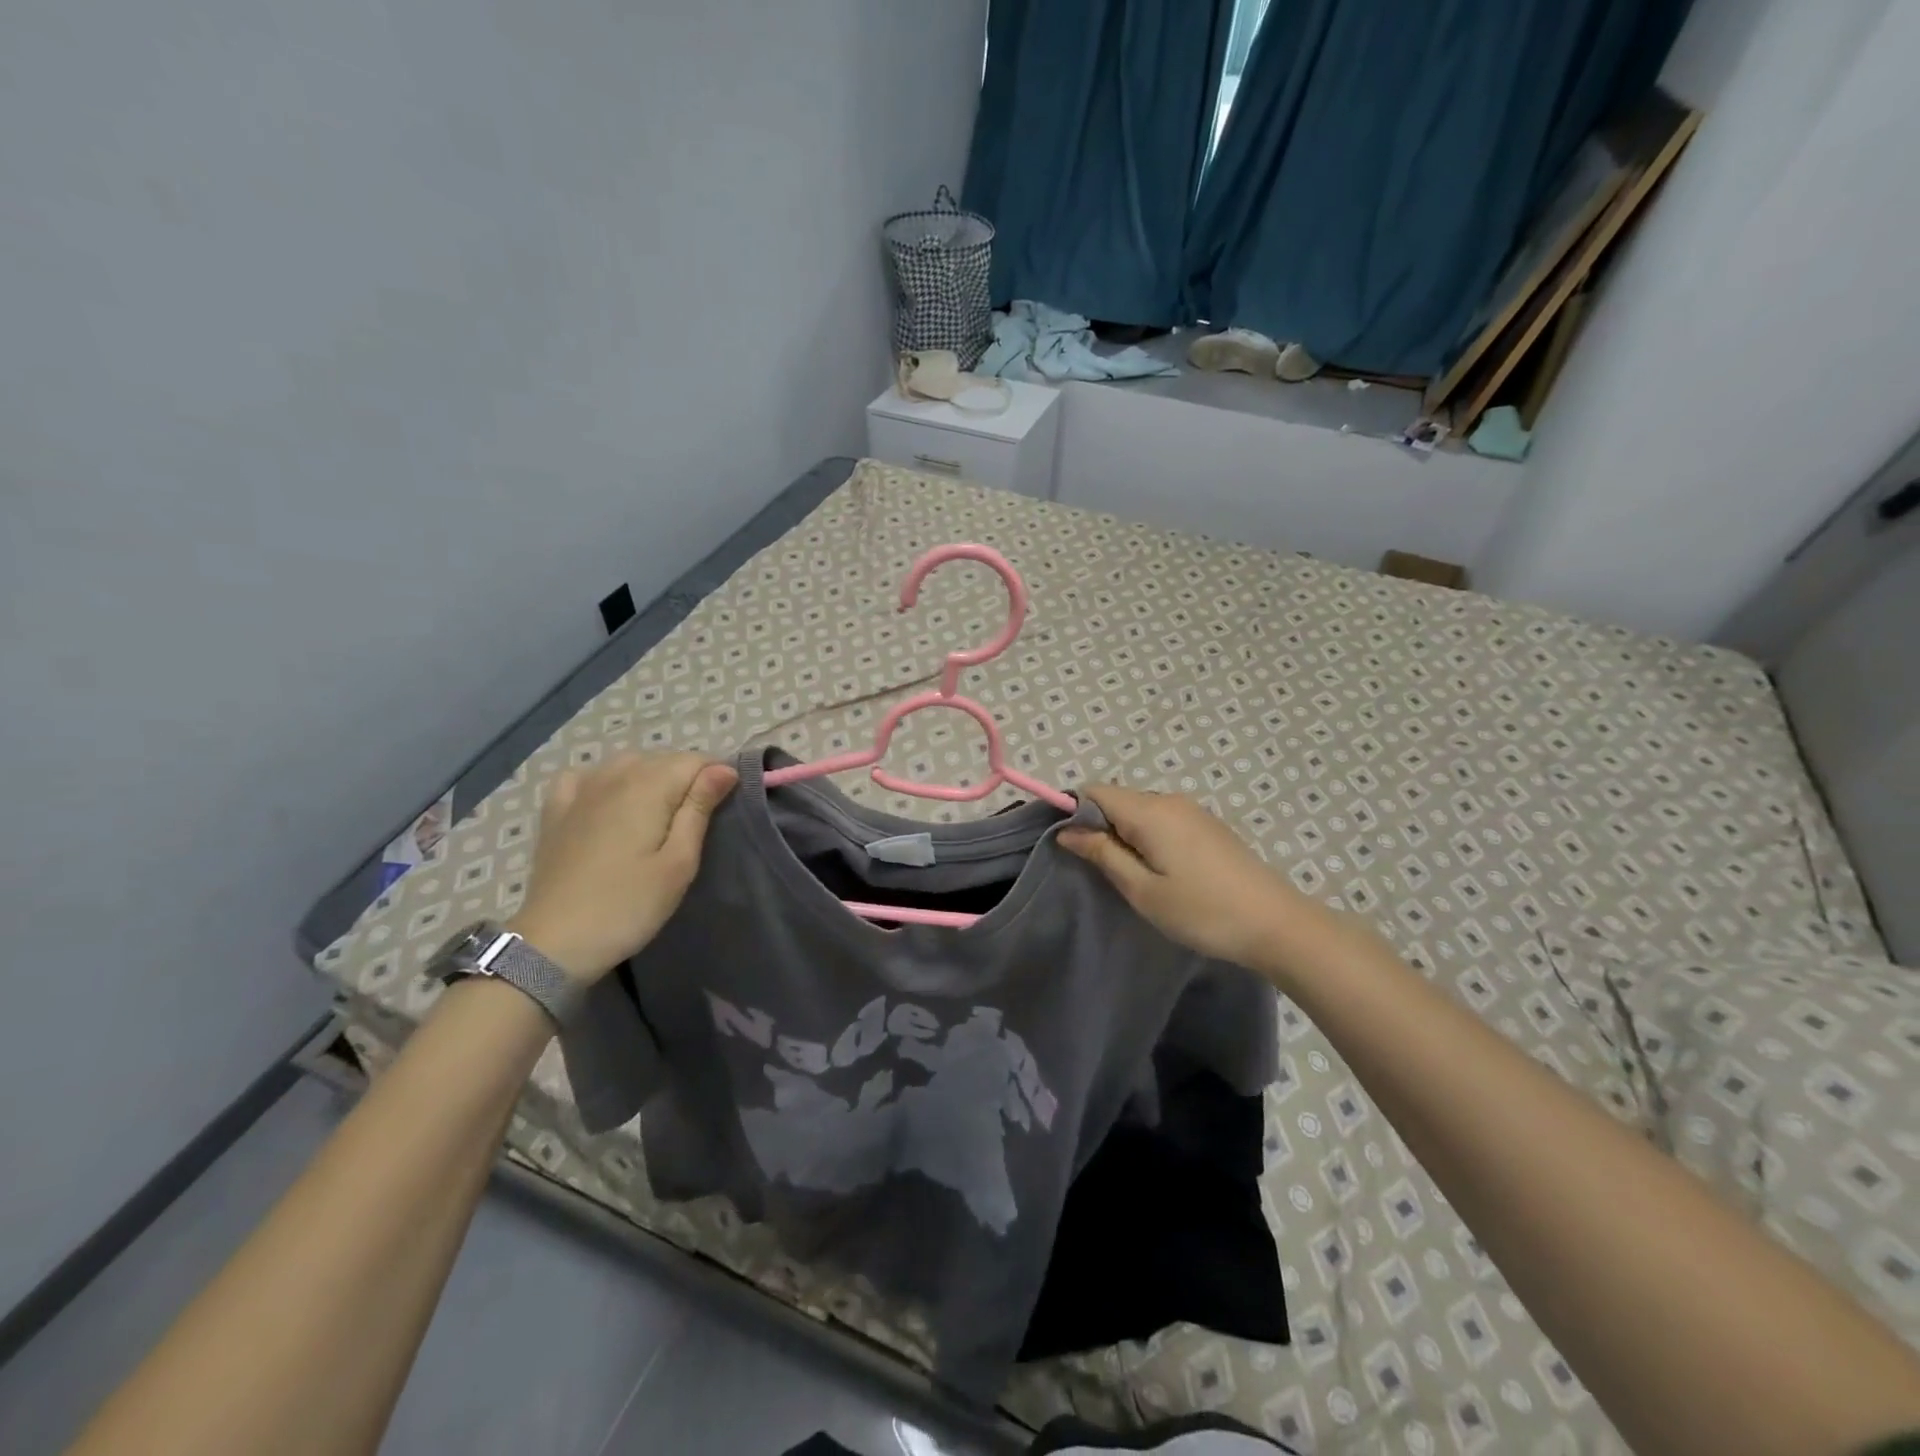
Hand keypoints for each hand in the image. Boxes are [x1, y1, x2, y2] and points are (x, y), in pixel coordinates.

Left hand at [508, 752, 737, 984]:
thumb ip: (699, 809)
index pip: (694, 760)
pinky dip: (604, 779)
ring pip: (627, 763)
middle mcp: (613, 777)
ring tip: (659, 812)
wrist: (554, 943)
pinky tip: (607, 799)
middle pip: (662, 758)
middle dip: (686, 777)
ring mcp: (580, 791)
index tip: (724, 807)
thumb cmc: (629, 905)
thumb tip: (724, 768)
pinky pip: (585, 775)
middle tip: (695, 820)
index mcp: (648, 788)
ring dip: (650, 776)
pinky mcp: (556, 810)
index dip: (716, 777)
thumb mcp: (679, 863)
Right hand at [1059, 784, 1312, 970]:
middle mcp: (1170, 800)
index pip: (1095, 791)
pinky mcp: (1209, 826)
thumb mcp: (1142, 889)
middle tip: (1103, 872)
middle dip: (1101, 827)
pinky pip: (1164, 820)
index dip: (1075, 813)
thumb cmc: (1202, 911)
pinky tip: (1164, 873)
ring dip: (1127, 836)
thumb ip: (1102, 854)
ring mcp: (1194, 811)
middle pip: (1118, 800)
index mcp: (1150, 811)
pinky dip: (1151, 838)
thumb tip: (1067, 831)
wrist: (1277, 924)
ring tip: (1134, 878)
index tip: (1072, 848)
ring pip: (1141, 811)